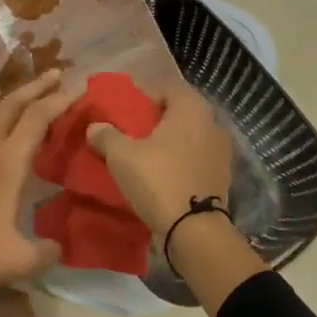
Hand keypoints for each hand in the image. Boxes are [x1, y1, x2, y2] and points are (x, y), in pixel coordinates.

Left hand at [0, 70, 73, 316]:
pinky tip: (1, 145)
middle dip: (36, 86)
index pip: (37, 119)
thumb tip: (57, 246)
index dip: (59, 100)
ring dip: (14, 106)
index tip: (79, 88)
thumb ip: (46, 251)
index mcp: (6, 165)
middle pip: (11, 105)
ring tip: (31, 106)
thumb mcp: (19, 260)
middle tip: (56, 74)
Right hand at [86, 83, 231, 236]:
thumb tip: (94, 127)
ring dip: (169, 143)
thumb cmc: (158, 179)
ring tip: (145, 156)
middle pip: (180, 113)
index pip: (168, 87)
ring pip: (189, 138)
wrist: (194, 228)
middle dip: (156, 120)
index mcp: (191, 108)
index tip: (126, 110)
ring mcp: (221, 152)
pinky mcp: (221, 176)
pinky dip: (180, 163)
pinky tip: (162, 176)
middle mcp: (212, 123)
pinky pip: (196, 160)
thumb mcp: (121, 156)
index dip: (145, 95)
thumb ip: (106, 136)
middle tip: (131, 133)